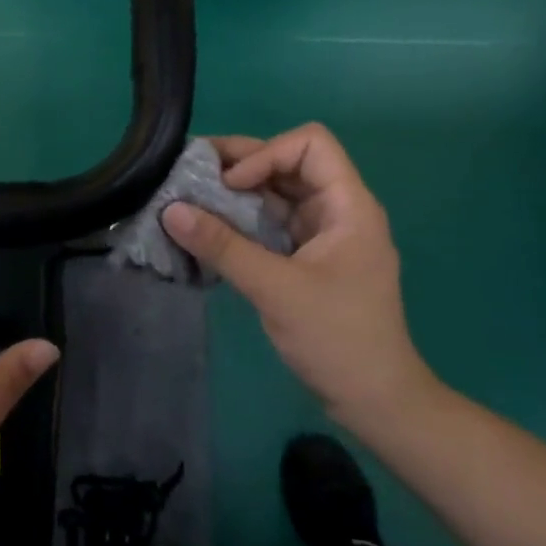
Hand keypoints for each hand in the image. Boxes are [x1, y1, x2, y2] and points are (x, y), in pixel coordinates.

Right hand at [160, 124, 437, 431]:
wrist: (375, 400)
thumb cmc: (336, 339)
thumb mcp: (275, 289)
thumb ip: (223, 247)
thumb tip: (170, 210)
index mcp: (348, 206)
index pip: (311, 144)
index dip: (266, 153)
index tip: (229, 185)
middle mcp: (337, 210)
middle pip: (289, 163)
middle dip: (240, 164)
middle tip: (190, 172)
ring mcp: (323, 235)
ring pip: (277, 194)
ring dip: (236, 193)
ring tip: (190, 197)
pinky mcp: (307, 258)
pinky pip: (271, 223)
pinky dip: (241, 220)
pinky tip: (208, 230)